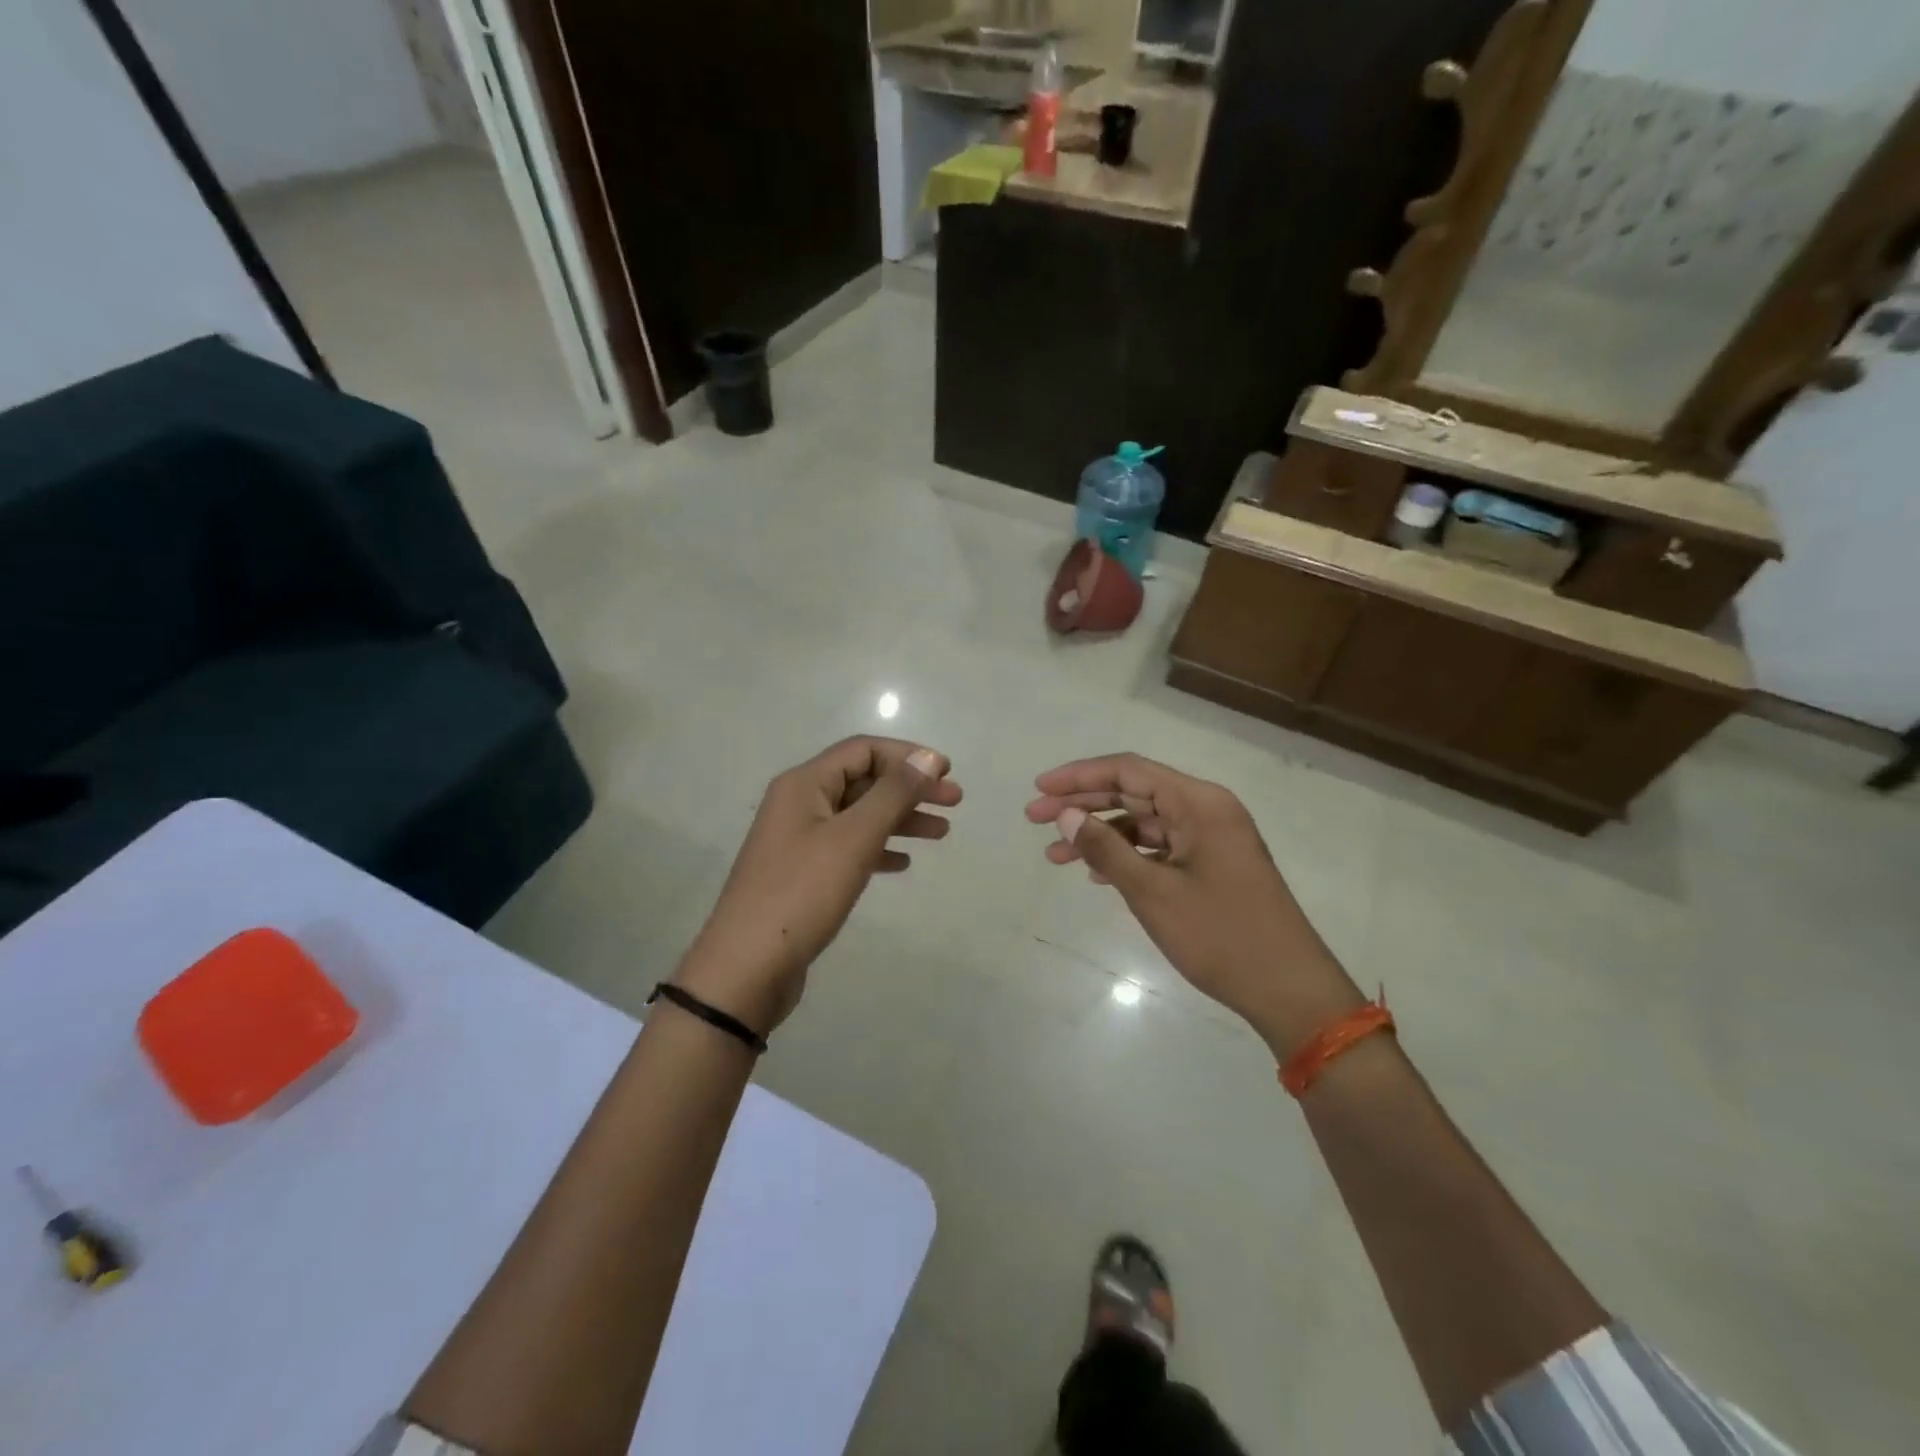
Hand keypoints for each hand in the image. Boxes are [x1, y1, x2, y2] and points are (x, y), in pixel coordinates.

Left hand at [676, 737, 961, 1035]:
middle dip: (910, 788)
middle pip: (864, 781)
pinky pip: (848, 848)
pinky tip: (903, 863)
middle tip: (955, 801)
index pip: (863, 750)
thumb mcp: (853, 838)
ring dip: (900, 819)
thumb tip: (927, 757)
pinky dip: (878, 849)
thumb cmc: (802, 893)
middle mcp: (799, 804)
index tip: (948, 772)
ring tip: (942, 833)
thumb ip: (892, 794)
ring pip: (859, 816)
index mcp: (804, 784)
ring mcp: (799, 841)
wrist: (746, 968)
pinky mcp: (803, 875)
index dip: (908, 756)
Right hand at [1026, 753, 1363, 1056]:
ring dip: (1100, 835)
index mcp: (1199, 803)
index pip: (1129, 770)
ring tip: (1054, 855)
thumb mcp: (1153, 893)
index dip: (1079, 776)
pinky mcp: (1211, 867)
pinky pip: (1159, 848)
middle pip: (1133, 793)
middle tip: (1034, 819)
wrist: (1288, 991)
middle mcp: (1206, 811)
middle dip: (1082, 805)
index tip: (1039, 790)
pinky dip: (1126, 856)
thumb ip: (1106, 849)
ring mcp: (1211, 840)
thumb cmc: (1221, 935)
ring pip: (1143, 823)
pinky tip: (1096, 874)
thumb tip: (1066, 816)